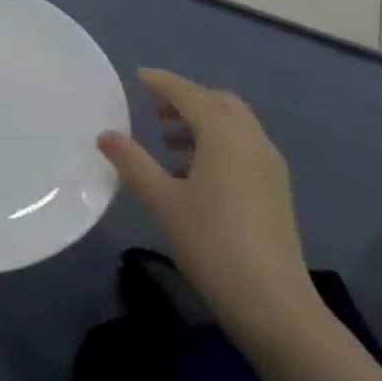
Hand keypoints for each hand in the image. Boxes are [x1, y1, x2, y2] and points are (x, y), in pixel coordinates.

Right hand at [99, 68, 322, 342]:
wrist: (274, 305)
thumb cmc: (212, 245)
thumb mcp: (163, 202)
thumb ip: (133, 164)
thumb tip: (105, 135)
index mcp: (224, 135)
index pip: (189, 94)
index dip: (162, 82)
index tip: (139, 76)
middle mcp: (251, 140)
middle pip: (218, 102)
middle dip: (186, 99)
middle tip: (154, 110)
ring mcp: (269, 164)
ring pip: (234, 124)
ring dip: (202, 122)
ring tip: (169, 143)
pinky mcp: (276, 188)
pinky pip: (244, 146)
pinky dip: (218, 143)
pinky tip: (195, 175)